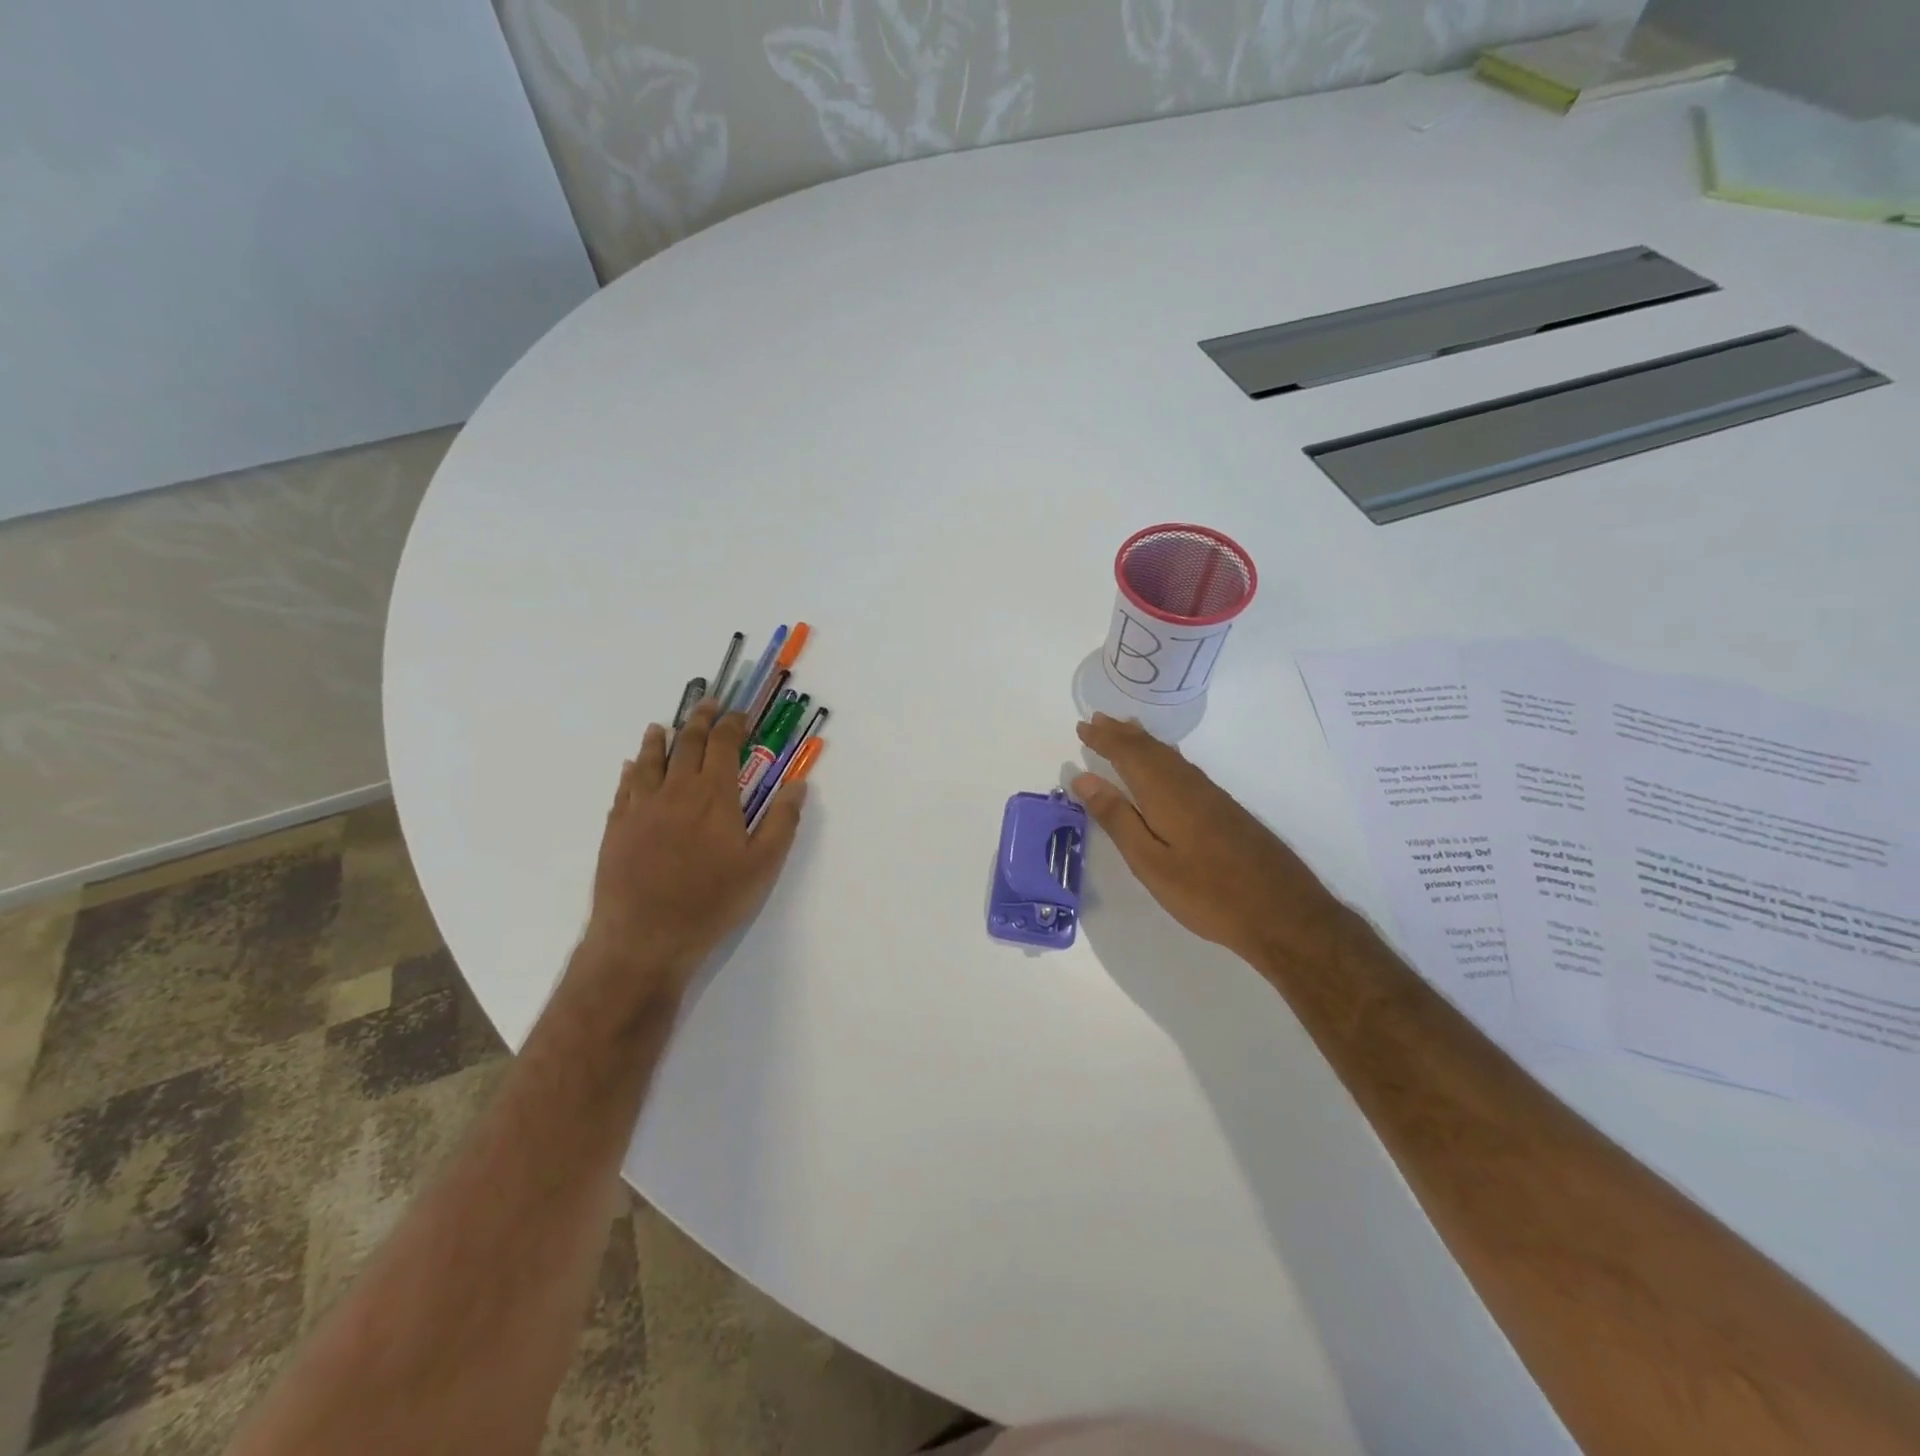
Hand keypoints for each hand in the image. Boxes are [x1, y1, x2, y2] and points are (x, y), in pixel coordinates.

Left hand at [583, 700, 805, 997]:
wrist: (645, 937)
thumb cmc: (712, 901)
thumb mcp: (763, 866)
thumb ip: (782, 821)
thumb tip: (798, 784)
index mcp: (715, 795)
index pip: (725, 744)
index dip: (733, 723)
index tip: (740, 712)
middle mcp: (676, 790)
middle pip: (688, 743)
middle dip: (701, 720)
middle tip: (708, 705)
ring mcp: (642, 806)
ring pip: (651, 759)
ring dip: (661, 738)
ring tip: (664, 726)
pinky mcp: (617, 826)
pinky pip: (625, 786)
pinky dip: (633, 769)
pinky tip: (632, 766)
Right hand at [1072, 713, 1342, 967]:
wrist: (1284, 914)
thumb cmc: (1208, 893)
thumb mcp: (1151, 863)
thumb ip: (1118, 819)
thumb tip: (1084, 779)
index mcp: (1166, 794)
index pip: (1129, 755)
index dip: (1105, 739)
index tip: (1083, 726)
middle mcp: (1189, 785)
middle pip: (1152, 750)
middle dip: (1123, 734)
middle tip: (1098, 719)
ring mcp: (1212, 797)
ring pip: (1171, 757)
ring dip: (1144, 742)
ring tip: (1126, 730)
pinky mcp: (1226, 811)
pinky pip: (1185, 768)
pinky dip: (1165, 757)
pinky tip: (1166, 764)